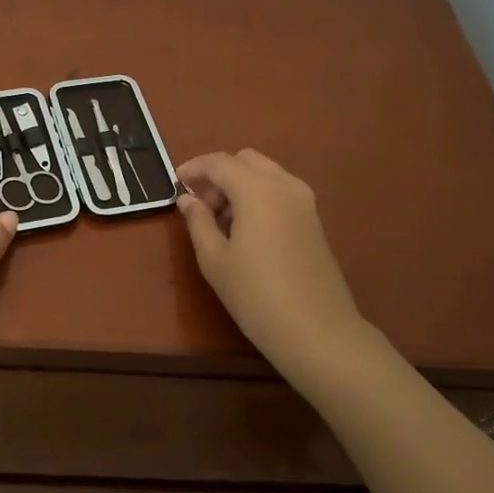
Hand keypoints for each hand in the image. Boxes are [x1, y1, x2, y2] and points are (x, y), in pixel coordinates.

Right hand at [175, 149, 368, 386]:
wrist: (317, 331)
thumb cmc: (256, 296)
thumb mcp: (214, 260)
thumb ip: (198, 222)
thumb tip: (188, 199)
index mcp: (258, 189)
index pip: (219, 162)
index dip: (194, 168)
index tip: (176, 183)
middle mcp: (285, 185)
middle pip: (246, 161)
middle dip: (219, 175)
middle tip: (200, 206)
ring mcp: (305, 202)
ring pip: (265, 174)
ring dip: (239, 185)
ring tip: (220, 222)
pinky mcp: (314, 220)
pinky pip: (280, 192)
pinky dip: (258, 197)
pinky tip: (245, 231)